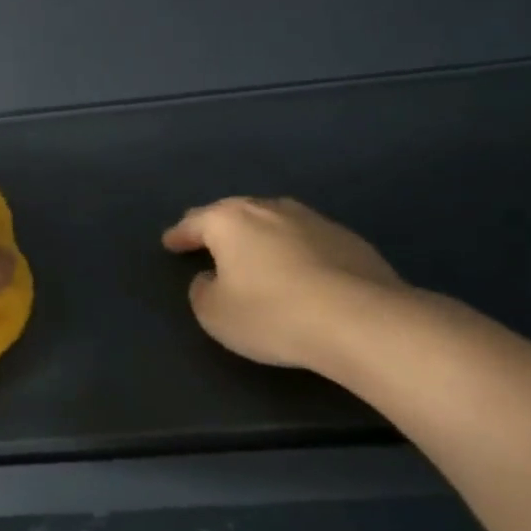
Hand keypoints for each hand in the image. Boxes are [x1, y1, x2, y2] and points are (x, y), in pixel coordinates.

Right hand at [162, 197, 406, 369]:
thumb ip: (202, 290)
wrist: (360, 320)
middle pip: (236, 212)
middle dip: (219, 226)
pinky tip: (297, 270)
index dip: (180, 234)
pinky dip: (294, 250)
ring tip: (253, 252)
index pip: (195, 222)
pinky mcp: (349, 240)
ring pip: (274, 221)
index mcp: (230, 221)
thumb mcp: (214, 313)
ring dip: (260, 234)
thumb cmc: (271, 313)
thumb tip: (211, 278)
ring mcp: (313, 220)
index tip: (170, 242)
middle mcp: (270, 210)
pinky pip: (307, 240)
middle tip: (206, 238)